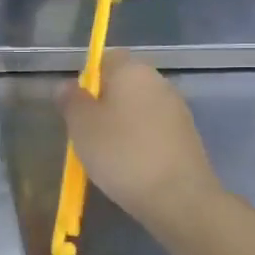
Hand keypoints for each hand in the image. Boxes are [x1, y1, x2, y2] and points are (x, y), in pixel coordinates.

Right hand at [61, 53, 223, 234]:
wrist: (178, 197)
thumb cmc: (121, 153)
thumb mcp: (81, 125)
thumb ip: (71, 100)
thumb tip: (68, 85)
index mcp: (132, 70)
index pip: (105, 57)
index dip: (87, 77)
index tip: (76, 104)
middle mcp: (158, 82)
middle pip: (123, 82)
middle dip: (103, 101)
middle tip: (85, 130)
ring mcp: (176, 109)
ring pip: (138, 106)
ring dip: (121, 122)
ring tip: (105, 152)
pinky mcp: (186, 135)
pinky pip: (152, 128)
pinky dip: (138, 139)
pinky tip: (129, 164)